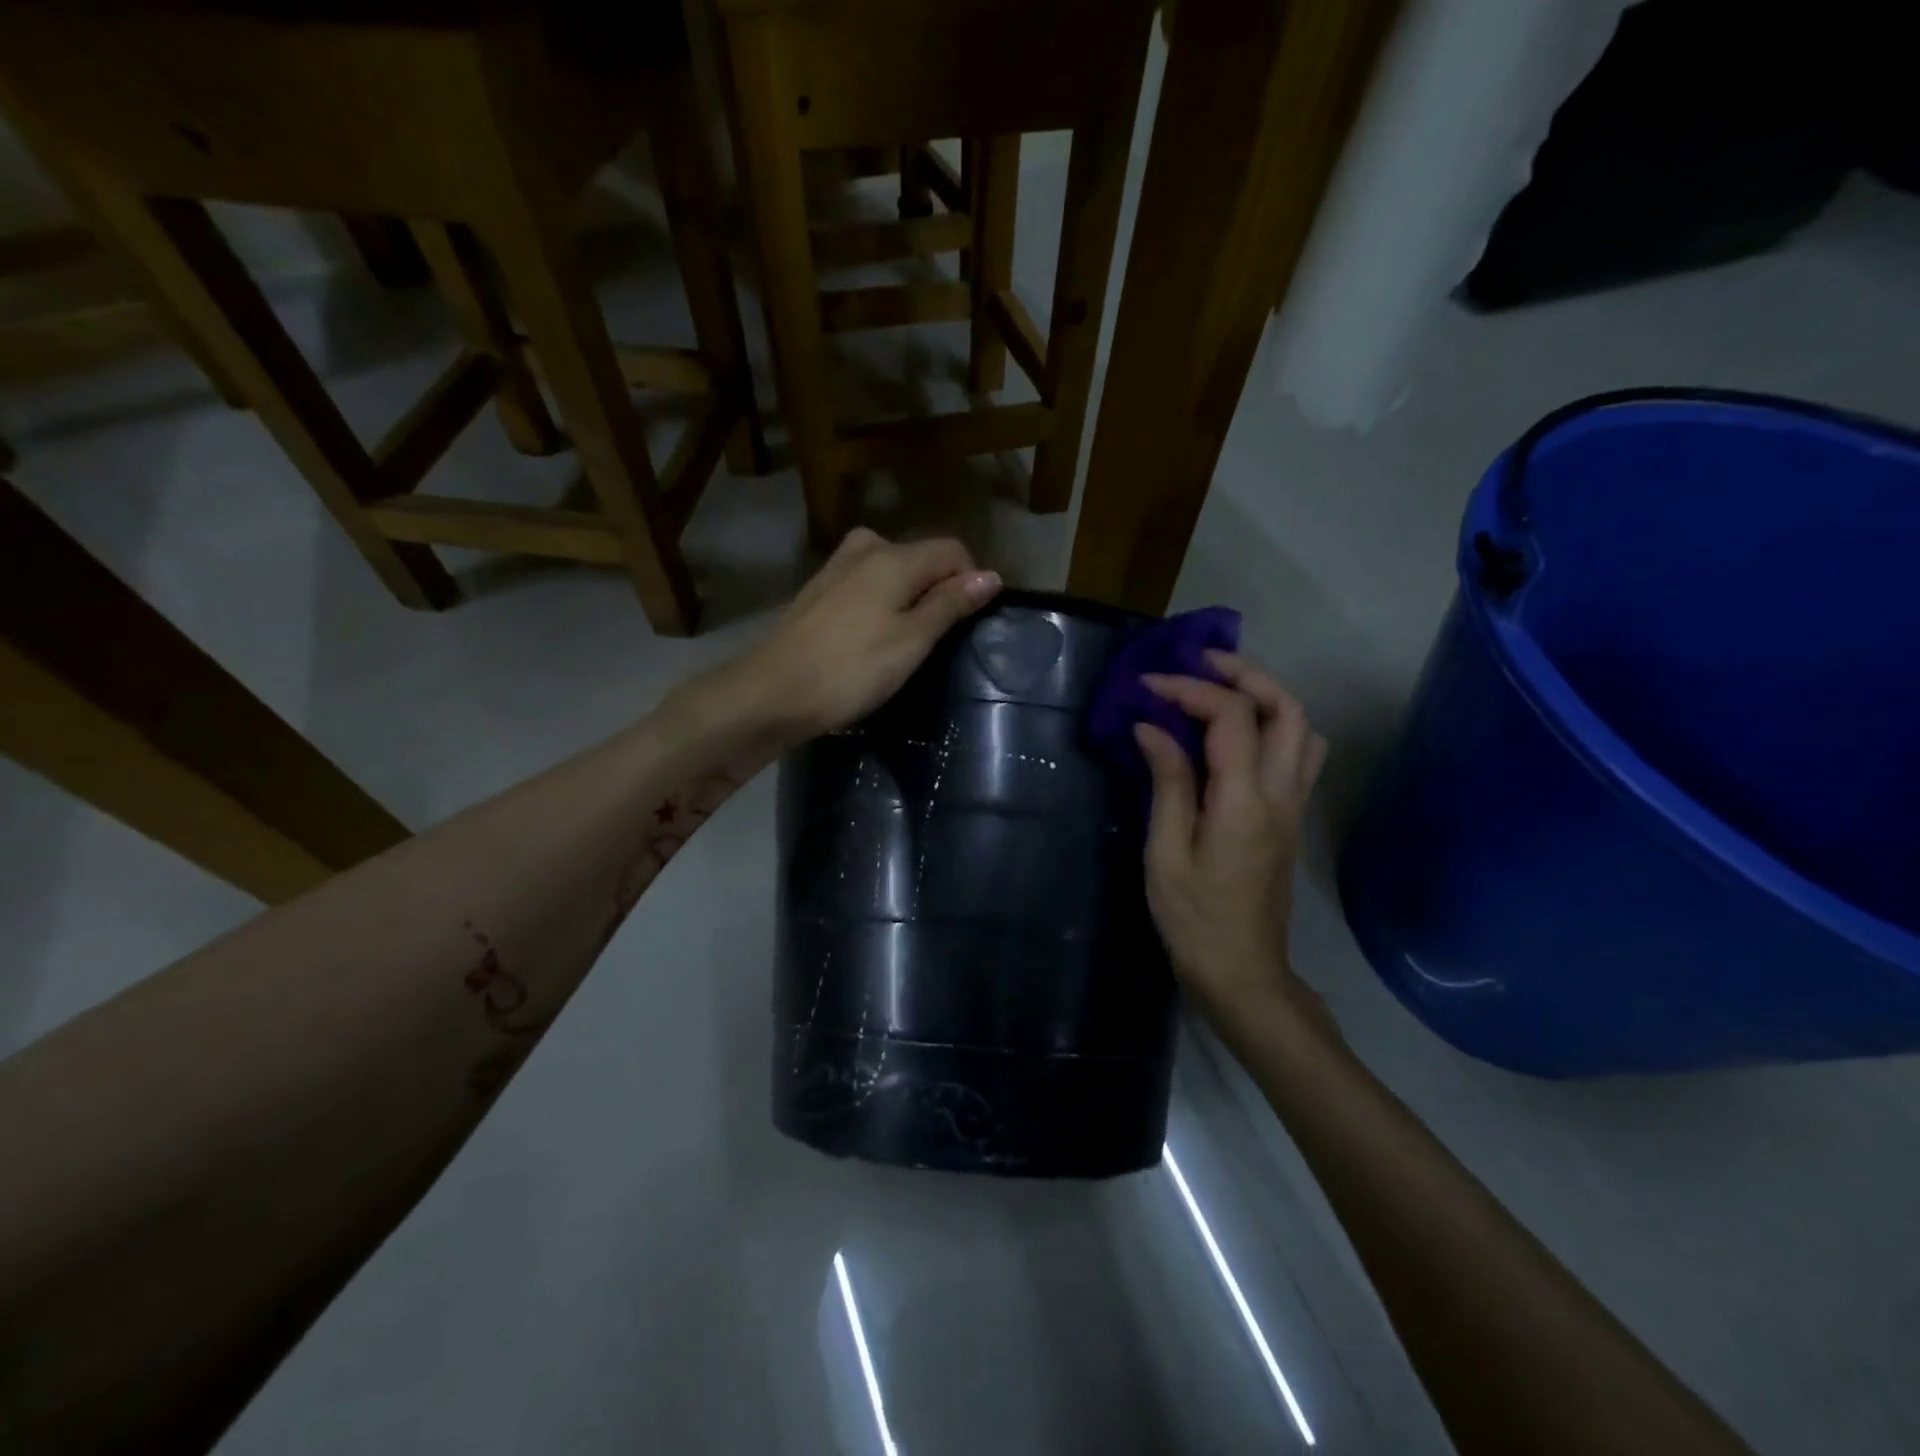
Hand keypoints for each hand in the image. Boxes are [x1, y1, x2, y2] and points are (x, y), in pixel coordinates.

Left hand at [700, 529, 1000, 748]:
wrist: (771, 693)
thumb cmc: (851, 670)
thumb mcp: (911, 641)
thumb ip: (950, 604)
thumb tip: (991, 576)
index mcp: (894, 556)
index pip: (953, 551)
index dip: (970, 582)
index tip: (967, 625)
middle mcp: (866, 548)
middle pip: (922, 558)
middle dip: (938, 591)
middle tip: (935, 642)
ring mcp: (837, 566)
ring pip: (893, 571)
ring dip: (908, 600)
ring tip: (904, 644)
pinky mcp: (819, 589)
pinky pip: (867, 584)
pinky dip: (880, 605)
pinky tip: (870, 640)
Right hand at [1134, 653, 1330, 1033]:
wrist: (1242, 971)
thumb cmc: (1193, 917)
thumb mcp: (1166, 852)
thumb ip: (1167, 782)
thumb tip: (1152, 727)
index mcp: (1245, 801)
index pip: (1231, 717)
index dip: (1189, 689)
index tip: (1147, 685)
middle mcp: (1281, 794)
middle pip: (1286, 708)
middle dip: (1244, 673)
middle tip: (1199, 662)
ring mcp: (1294, 805)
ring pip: (1302, 728)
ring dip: (1266, 695)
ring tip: (1220, 689)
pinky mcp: (1292, 818)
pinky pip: (1299, 752)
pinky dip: (1274, 724)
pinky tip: (1238, 734)